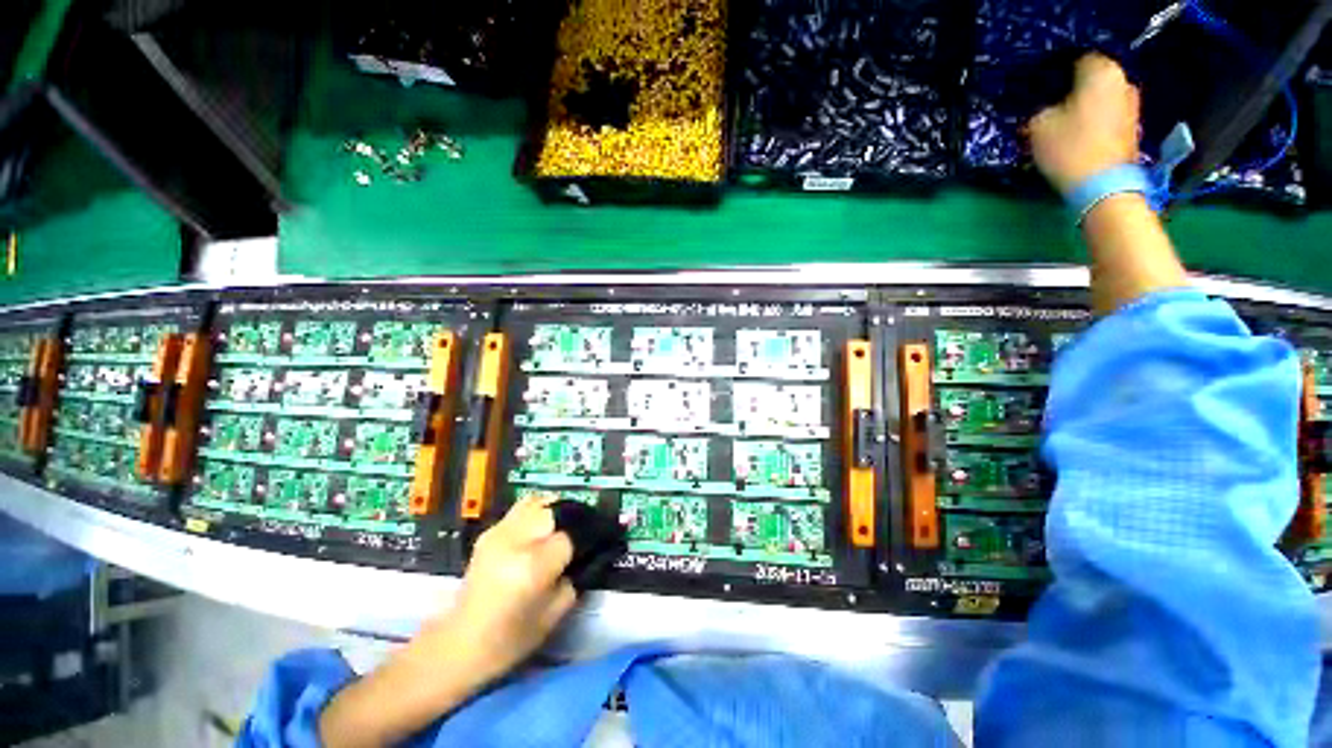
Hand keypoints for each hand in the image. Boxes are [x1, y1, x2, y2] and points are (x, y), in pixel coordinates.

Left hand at [425, 495, 576, 684]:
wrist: (459, 643)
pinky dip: (539, 511)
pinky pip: (523, 508)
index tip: (602, 538)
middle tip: (585, 530)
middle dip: (575, 518)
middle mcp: (515, 542)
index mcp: (532, 567)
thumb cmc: (510, 640)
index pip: (572, 535)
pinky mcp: (490, 532)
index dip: (589, 536)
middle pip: (556, 511)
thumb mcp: (555, 615)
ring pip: (539, 501)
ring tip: (564, 525)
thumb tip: (593, 552)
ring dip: (557, 510)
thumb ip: (577, 578)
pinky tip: (542, 529)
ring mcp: (499, 533)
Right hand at [1029, 53, 1141, 196]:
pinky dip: (1096, 119)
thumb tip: (1044, 107)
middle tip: (1053, 104)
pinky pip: (1109, 114)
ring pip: (1102, 96)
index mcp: (1101, 70)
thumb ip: (1040, 109)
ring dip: (1087, 105)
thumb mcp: (1038, 127)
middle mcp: (1122, 80)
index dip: (1058, 70)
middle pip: (1093, 77)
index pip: (1076, 58)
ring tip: (1066, 121)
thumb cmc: (1070, 147)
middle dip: (1075, 88)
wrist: (1104, 185)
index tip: (1043, 86)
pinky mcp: (1133, 125)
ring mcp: (1133, 103)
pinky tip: (1081, 133)